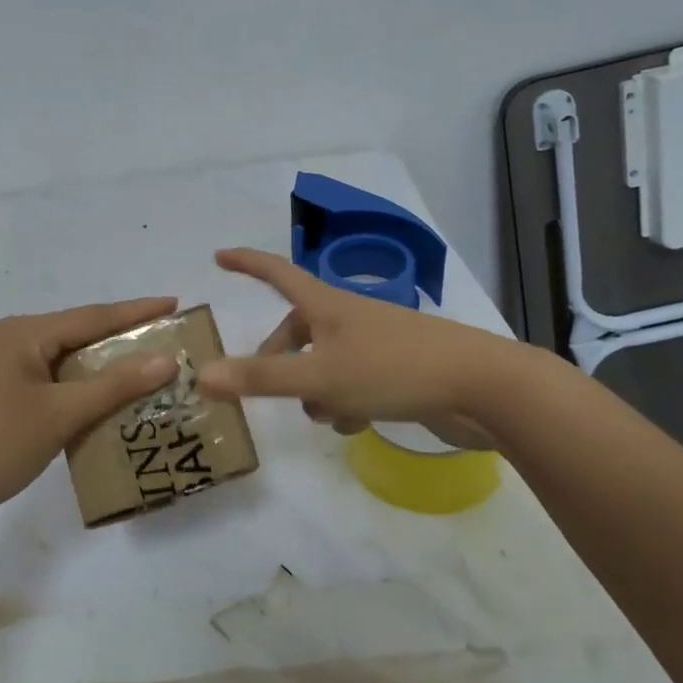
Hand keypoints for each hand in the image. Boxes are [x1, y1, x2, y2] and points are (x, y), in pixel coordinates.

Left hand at [0, 297, 179, 536]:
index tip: (174, 303)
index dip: (136, 311)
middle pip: (70, 335)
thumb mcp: (58, 415)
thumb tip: (165, 360)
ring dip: (89, 368)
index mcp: (19, 332)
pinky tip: (83, 403)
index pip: (91, 316)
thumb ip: (113, 385)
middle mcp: (0, 338)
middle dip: (115, 341)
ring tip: (131, 374)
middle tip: (159, 345)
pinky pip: (33, 379)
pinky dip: (63, 386)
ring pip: (51, 359)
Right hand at [197, 248, 509, 446]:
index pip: (276, 273)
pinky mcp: (396, 370)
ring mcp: (375, 343)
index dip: (247, 263)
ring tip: (325, 415)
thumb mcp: (320, 377)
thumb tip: (202, 375)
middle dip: (278, 357)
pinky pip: (353, 382)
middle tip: (261, 383)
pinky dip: (345, 402)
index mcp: (326, 305)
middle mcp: (348, 317)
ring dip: (315, 389)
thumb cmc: (393, 370)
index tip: (219, 256)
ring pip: (324, 361)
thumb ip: (261, 379)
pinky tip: (357, 425)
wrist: (480, 386)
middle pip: (297, 329)